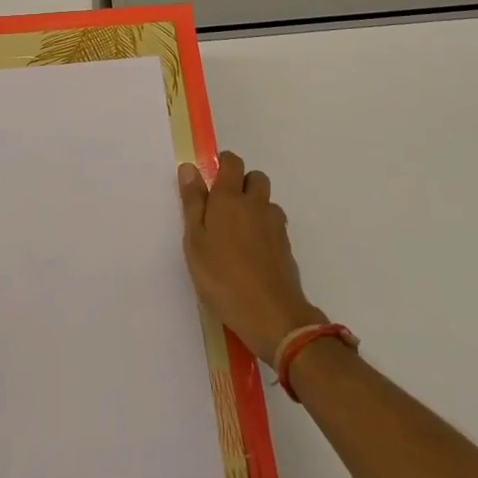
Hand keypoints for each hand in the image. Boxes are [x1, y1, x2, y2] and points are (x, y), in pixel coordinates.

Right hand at [178, 152, 325, 366]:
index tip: (212, 180)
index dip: (223, 164)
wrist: (271, 315)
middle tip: (224, 209)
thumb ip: (193, 202)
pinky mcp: (287, 246)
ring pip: (267, 203)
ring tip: (239, 235)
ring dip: (255, 208)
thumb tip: (190, 167)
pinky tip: (253, 255)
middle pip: (255, 178)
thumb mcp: (195, 241)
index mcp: (229, 198)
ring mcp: (275, 225)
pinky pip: (275, 226)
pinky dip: (265, 231)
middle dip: (242, 184)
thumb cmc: (222, 277)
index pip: (232, 162)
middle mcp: (256, 204)